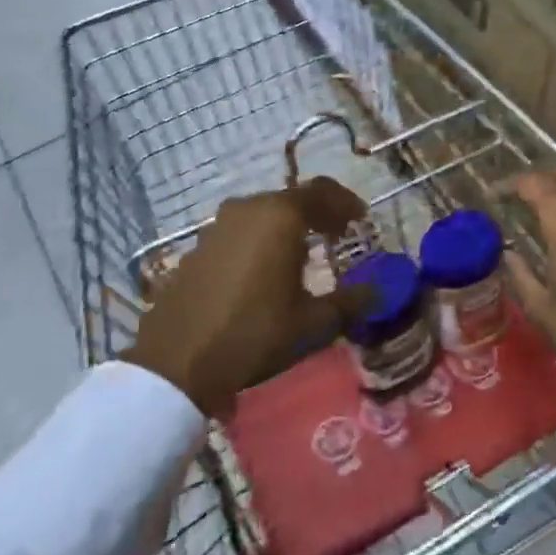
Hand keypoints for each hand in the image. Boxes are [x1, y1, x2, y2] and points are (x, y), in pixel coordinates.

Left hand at [127, 177, 371, 415]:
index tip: (360, 220)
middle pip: (292, 199)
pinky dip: (260, 239)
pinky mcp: (198, 246)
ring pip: (264, 213)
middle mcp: (249, 208)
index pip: (323, 191)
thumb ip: (351, 302)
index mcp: (281, 216)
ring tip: (302, 254)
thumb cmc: (254, 334)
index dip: (346, 203)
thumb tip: (379, 291)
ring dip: (287, 226)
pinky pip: (240, 231)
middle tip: (336, 235)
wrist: (176, 362)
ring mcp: (218, 225)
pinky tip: (263, 271)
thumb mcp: (312, 323)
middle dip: (318, 213)